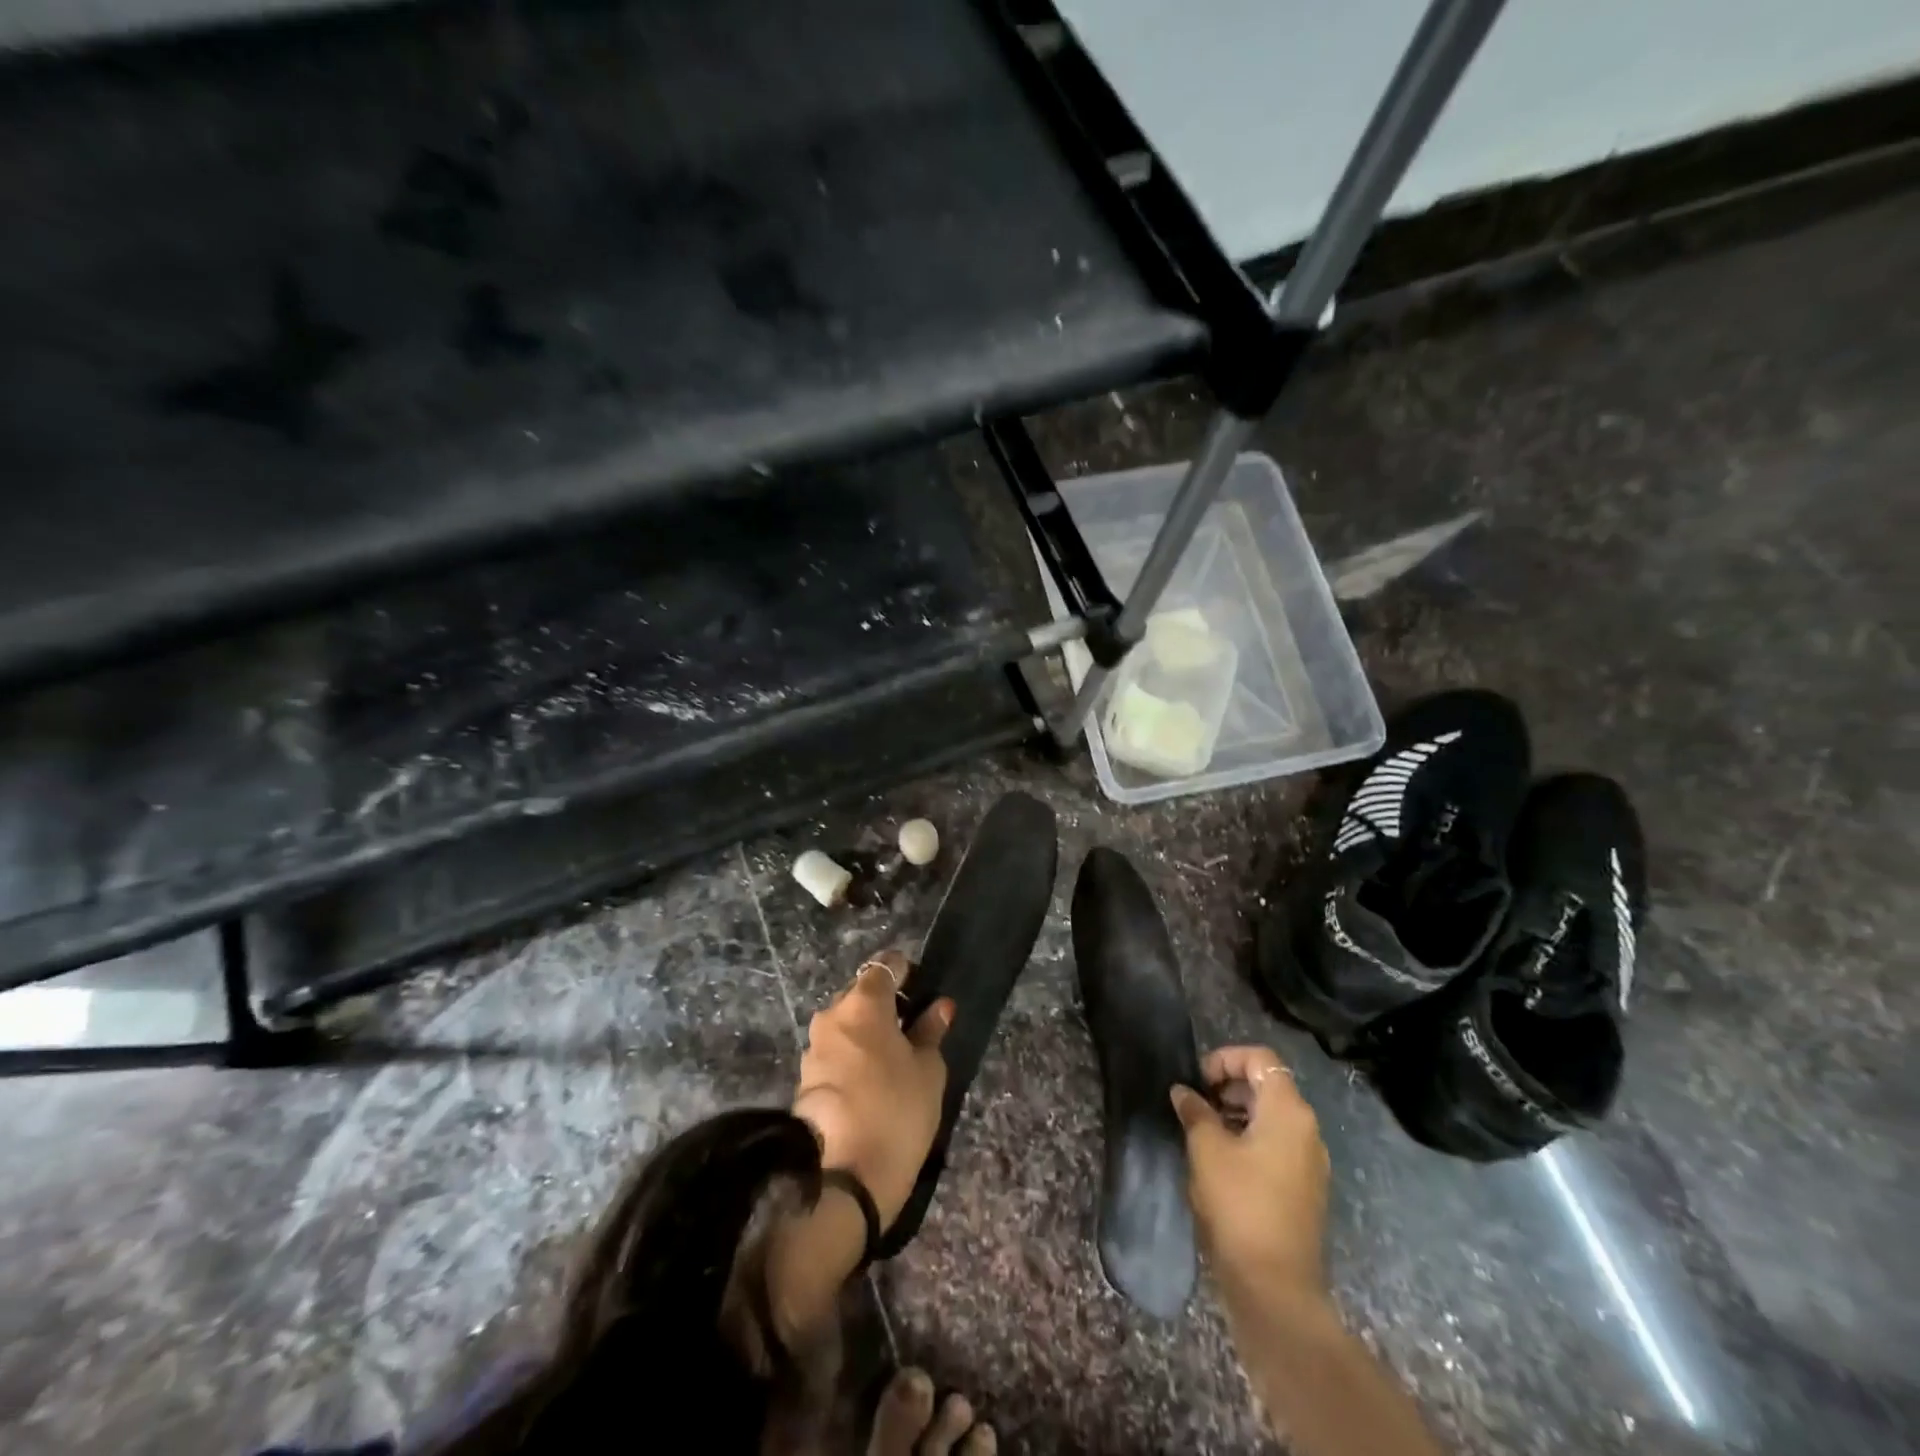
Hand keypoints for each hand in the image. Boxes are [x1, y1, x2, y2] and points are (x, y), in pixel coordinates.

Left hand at [793, 950, 951, 1225]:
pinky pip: (835, 1054)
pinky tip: (871, 1086)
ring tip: (892, 1064)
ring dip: (866, 1035)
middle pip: (861, 995)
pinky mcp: (804, 1080)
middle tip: (911, 1032)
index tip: (923, 993)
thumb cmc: (897, 1111)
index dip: (906, 973)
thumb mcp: (928, 1071)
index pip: (886, 965)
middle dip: (884, 1006)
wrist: (843, 1180)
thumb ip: (931, 1032)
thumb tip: (939, 1007)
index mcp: (863, 1002)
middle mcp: (832, 1015)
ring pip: (846, 1026)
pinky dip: (852, 1059)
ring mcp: (813, 1048)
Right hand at [1171, 1045, 1329, 1305]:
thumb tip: (1183, 1092)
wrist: (1275, 1287)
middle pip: (1268, 1085)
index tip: (1197, 1079)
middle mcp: (1307, 1129)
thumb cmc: (1239, 1204)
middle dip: (1228, 1085)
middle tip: (1195, 1103)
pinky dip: (1249, 1137)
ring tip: (1201, 1130)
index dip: (1225, 1059)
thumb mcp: (1207, 1149)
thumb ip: (1195, 1111)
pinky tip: (1220, 1159)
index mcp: (1288, 1111)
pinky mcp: (1305, 1188)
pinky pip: (1276, 1144)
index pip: (1260, 1059)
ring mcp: (1310, 1161)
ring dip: (1236, 1112)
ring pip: (1271, 1116)